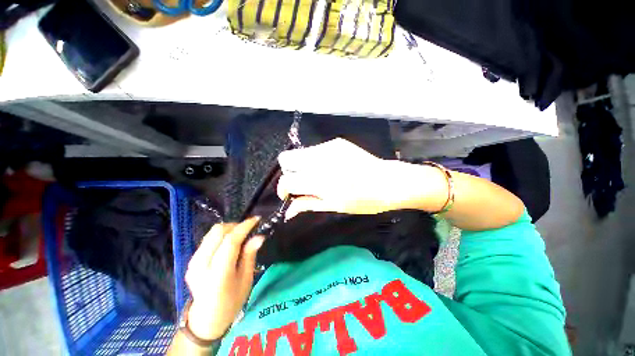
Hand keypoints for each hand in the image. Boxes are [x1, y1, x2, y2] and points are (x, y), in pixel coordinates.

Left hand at [184, 217, 263, 339]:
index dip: (244, 227)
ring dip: (228, 229)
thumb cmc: (232, 301)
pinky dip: (221, 236)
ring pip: (211, 233)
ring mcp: (193, 262)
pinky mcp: (190, 261)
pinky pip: (207, 240)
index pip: (230, 241)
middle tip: (248, 230)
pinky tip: (229, 244)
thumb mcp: (246, 279)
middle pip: (218, 232)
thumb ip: (249, 255)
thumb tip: (259, 236)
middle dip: (236, 226)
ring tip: (240, 236)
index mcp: (218, 274)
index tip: (256, 219)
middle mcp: (201, 265)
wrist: (206, 319)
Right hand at [276, 138, 445, 218]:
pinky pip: (315, 150)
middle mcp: (320, 160)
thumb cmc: (363, 200)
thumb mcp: (334, 206)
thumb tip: (288, 211)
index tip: (289, 195)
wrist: (389, 181)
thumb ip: (308, 204)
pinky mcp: (337, 142)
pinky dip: (315, 160)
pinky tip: (330, 167)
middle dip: (288, 172)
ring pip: (300, 153)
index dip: (283, 189)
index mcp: (319, 181)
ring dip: (302, 165)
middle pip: (286, 158)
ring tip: (317, 176)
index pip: (286, 180)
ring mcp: (329, 147)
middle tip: (301, 183)